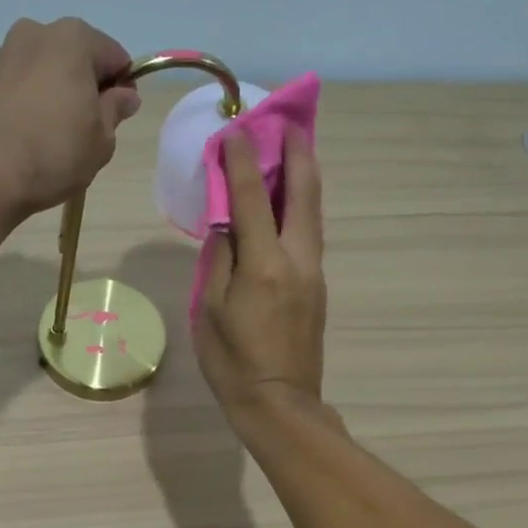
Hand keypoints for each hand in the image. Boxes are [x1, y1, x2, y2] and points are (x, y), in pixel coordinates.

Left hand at [0, 17, 141, 215]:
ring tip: (45, 134)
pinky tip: (18, 136)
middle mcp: (33, 33)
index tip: (116, 116)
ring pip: (38, 69)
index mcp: (73, 39)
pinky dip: (20, 102)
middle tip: (81, 128)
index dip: (121, 87)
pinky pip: (11, 86)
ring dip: (48, 91)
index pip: (114, 57)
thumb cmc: (53, 154)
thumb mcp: (101, 140)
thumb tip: (124, 95)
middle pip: (72, 57)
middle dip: (81, 85)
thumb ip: (115, 110)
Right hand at [193, 128, 326, 421]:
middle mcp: (297, 258)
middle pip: (304, 193)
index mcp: (265, 263)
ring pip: (313, 212)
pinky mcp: (317, 286)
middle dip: (296, 153)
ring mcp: (313, 272)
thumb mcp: (210, 310)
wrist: (280, 403)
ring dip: (304, 176)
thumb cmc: (233, 361)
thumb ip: (219, 260)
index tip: (233, 131)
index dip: (242, 160)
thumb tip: (226, 225)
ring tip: (294, 150)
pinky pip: (310, 233)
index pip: (252, 197)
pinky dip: (301, 206)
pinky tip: (288, 201)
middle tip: (287, 123)